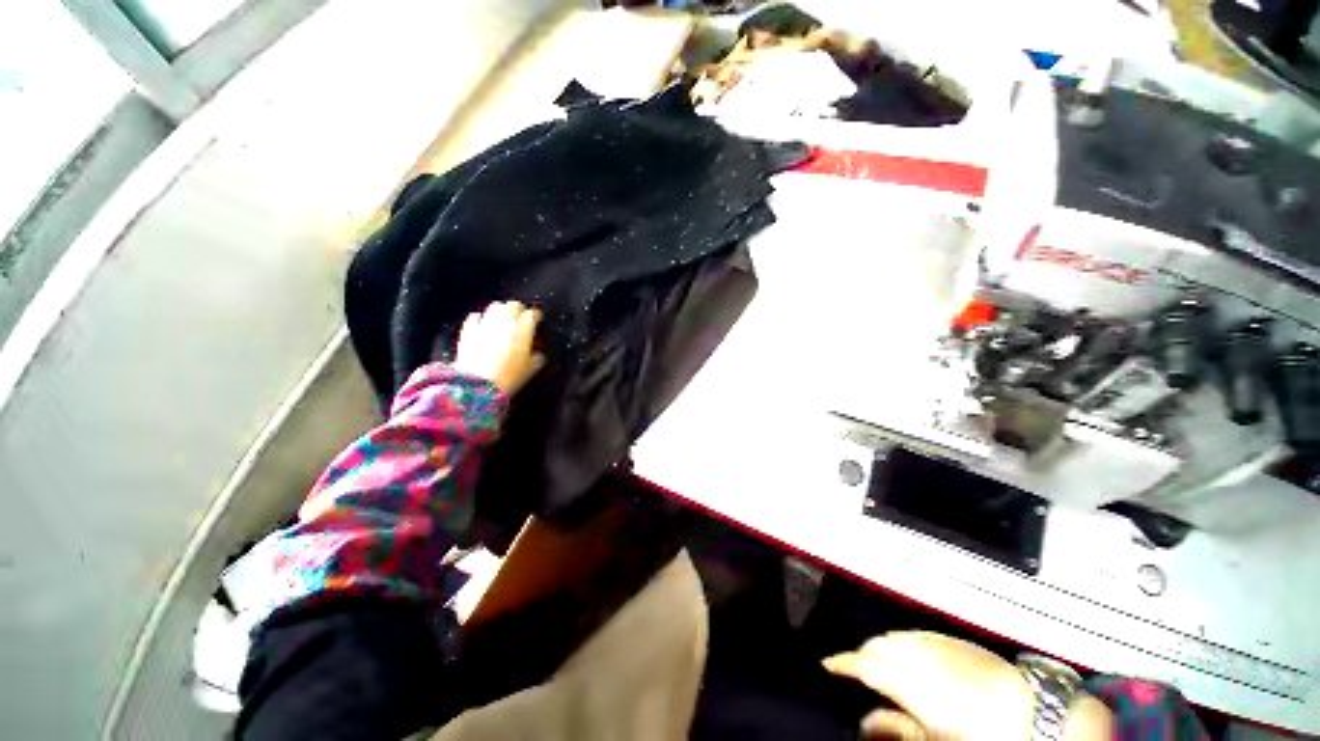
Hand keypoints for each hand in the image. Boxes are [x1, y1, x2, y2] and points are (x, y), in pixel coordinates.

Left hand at [453, 301, 543, 394]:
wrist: (478, 385)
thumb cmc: (509, 378)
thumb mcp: (531, 370)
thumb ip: (537, 358)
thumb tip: (538, 354)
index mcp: (523, 331)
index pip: (532, 315)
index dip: (536, 316)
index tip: (538, 319)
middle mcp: (504, 323)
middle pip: (513, 306)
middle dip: (519, 310)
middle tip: (522, 317)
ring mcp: (485, 325)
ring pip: (495, 307)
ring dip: (501, 311)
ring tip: (504, 319)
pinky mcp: (469, 331)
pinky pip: (476, 317)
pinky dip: (481, 319)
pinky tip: (483, 325)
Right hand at [823, 632, 1032, 739]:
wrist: (1037, 714)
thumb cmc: (985, 734)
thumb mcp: (934, 740)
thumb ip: (896, 729)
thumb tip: (868, 724)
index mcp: (910, 679)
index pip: (863, 663)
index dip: (842, 662)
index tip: (829, 663)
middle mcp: (920, 653)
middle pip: (877, 644)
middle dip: (863, 655)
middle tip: (856, 671)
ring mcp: (939, 643)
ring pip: (896, 636)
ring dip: (884, 647)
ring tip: (883, 666)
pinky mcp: (957, 640)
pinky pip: (918, 634)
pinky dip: (906, 642)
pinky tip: (912, 656)